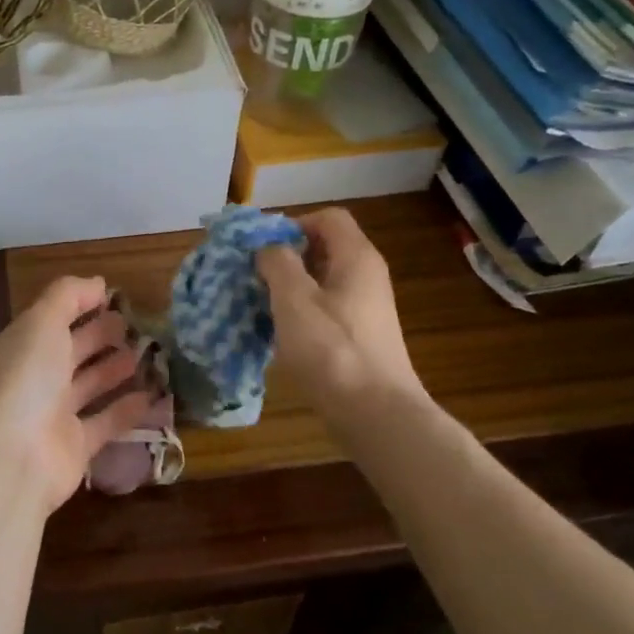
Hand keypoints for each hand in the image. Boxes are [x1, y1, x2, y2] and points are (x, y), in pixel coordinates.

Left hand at [0, 277, 153, 512]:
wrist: (12, 458)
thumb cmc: (26, 379)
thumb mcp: (42, 322)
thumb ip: (68, 296)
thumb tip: (97, 282)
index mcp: (24, 344)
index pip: (54, 317)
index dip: (81, 304)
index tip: (115, 296)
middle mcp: (37, 377)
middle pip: (72, 350)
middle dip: (100, 335)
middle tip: (135, 324)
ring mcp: (55, 413)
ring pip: (89, 385)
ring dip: (114, 369)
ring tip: (145, 354)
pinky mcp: (76, 447)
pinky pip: (105, 422)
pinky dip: (126, 409)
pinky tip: (151, 395)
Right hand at [256, 208, 425, 419]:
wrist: (377, 416)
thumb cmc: (332, 350)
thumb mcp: (294, 299)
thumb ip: (277, 263)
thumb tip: (268, 247)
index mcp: (356, 258)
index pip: (327, 217)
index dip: (293, 224)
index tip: (264, 248)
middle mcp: (366, 276)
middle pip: (324, 247)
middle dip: (286, 256)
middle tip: (255, 276)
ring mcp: (366, 308)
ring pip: (322, 280)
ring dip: (289, 287)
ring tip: (261, 305)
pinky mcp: (360, 336)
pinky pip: (326, 309)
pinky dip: (301, 312)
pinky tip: (280, 334)